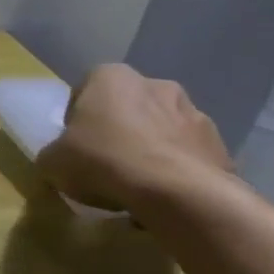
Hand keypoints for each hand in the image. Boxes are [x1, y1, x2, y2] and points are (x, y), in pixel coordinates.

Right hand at [36, 64, 237, 211]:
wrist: (178, 193)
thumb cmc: (104, 161)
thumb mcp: (53, 162)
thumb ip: (53, 155)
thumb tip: (58, 161)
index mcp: (111, 77)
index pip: (85, 91)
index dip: (77, 120)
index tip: (74, 146)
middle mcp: (155, 84)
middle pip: (127, 108)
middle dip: (118, 130)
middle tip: (104, 163)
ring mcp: (194, 113)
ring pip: (160, 130)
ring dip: (150, 149)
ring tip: (136, 186)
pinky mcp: (220, 145)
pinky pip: (187, 155)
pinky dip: (176, 170)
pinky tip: (163, 196)